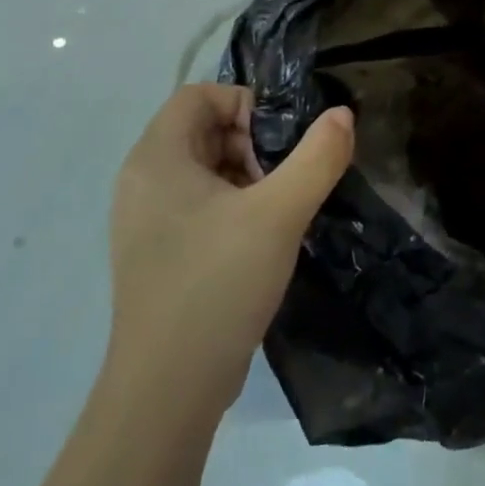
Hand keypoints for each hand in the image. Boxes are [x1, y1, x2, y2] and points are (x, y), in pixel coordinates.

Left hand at [107, 84, 353, 405]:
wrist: (168, 389)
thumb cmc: (217, 285)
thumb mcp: (279, 214)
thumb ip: (317, 157)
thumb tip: (342, 114)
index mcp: (156, 159)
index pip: (198, 96)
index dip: (245, 104)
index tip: (280, 142)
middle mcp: (142, 182)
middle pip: (202, 130)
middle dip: (252, 142)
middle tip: (284, 178)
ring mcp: (147, 221)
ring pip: (205, 169)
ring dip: (248, 175)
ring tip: (279, 209)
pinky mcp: (159, 253)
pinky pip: (199, 205)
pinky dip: (234, 206)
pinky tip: (262, 238)